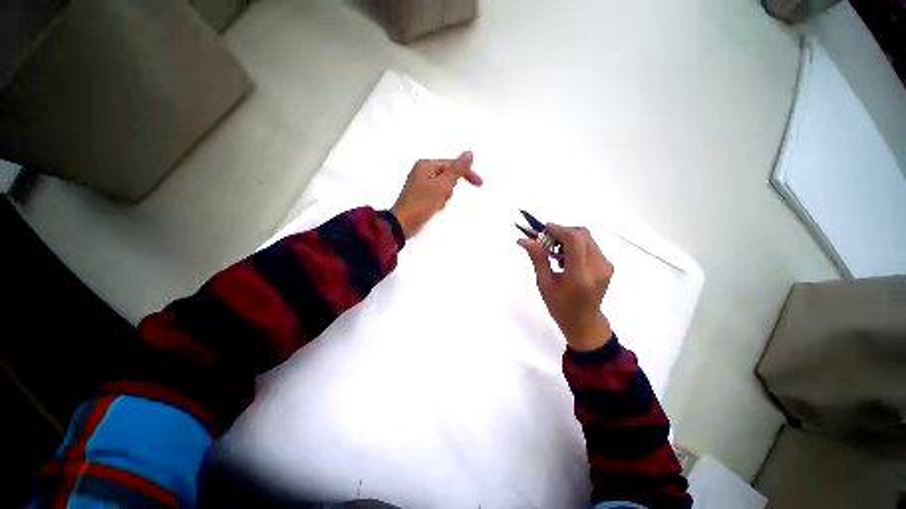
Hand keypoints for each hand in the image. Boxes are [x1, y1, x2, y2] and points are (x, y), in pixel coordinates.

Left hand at [391, 151, 482, 237]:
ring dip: (444, 196)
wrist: (403, 224)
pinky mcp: (421, 195)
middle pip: (448, 176)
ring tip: (436, 204)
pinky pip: (437, 194)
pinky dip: (439, 201)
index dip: (466, 173)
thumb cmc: (422, 203)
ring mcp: (421, 184)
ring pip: (444, 187)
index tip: (479, 184)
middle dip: (449, 188)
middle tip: (441, 197)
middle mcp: (423, 171)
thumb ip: (456, 170)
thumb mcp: (441, 186)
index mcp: (426, 165)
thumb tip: (470, 153)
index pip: (452, 164)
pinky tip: (433, 208)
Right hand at [519, 224, 613, 350]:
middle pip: (582, 235)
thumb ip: (537, 258)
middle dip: (562, 231)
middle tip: (546, 239)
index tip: (543, 229)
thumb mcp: (544, 283)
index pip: (574, 241)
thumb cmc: (559, 306)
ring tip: (554, 250)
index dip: (559, 230)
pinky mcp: (607, 265)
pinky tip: (565, 256)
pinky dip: (576, 244)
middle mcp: (597, 268)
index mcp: (580, 276)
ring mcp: (606, 266)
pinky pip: (590, 245)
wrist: (584, 322)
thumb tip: (524, 239)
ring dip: (568, 237)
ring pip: (587, 238)